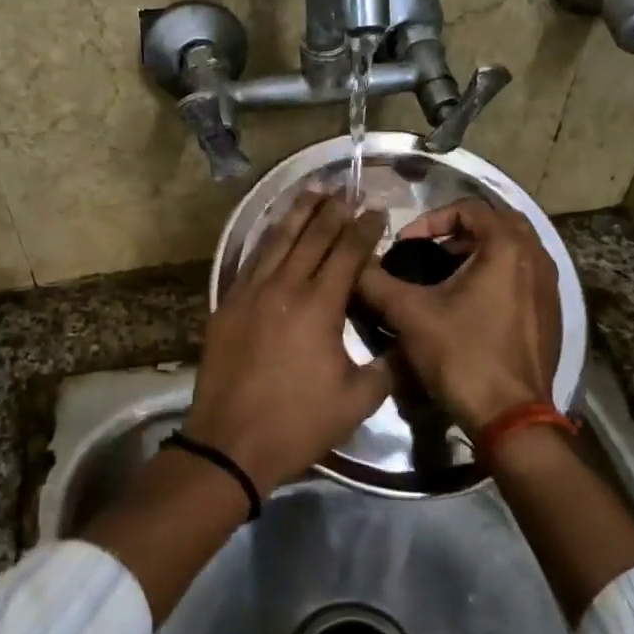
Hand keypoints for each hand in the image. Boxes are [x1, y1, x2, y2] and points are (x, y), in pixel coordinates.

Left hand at [183, 190, 392, 495]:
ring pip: (276, 240)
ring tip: (312, 190)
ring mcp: (249, 293)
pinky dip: (266, 239)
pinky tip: (273, 230)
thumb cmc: (298, 423)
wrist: (230, 443)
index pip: (347, 253)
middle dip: (332, 210)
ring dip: (297, 213)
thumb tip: (407, 340)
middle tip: (347, 189)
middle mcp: (284, 287)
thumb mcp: (358, 400)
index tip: (376, 211)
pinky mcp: (226, 304)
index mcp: (319, 306)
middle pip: (311, 237)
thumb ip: (388, 365)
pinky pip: (250, 260)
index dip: (363, 229)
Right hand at [354, 198, 559, 434]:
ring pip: (513, 250)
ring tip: (446, 275)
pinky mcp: (551, 314)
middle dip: (459, 231)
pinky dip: (497, 275)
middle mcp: (537, 257)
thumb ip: (377, 282)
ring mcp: (549, 287)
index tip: (406, 245)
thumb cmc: (462, 356)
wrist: (510, 416)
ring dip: (479, 252)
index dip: (431, 220)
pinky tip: (471, 304)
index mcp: (507, 247)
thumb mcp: (410, 314)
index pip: (469, 207)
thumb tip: (354, 265)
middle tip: (429, 252)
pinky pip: (524, 276)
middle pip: (497, 222)